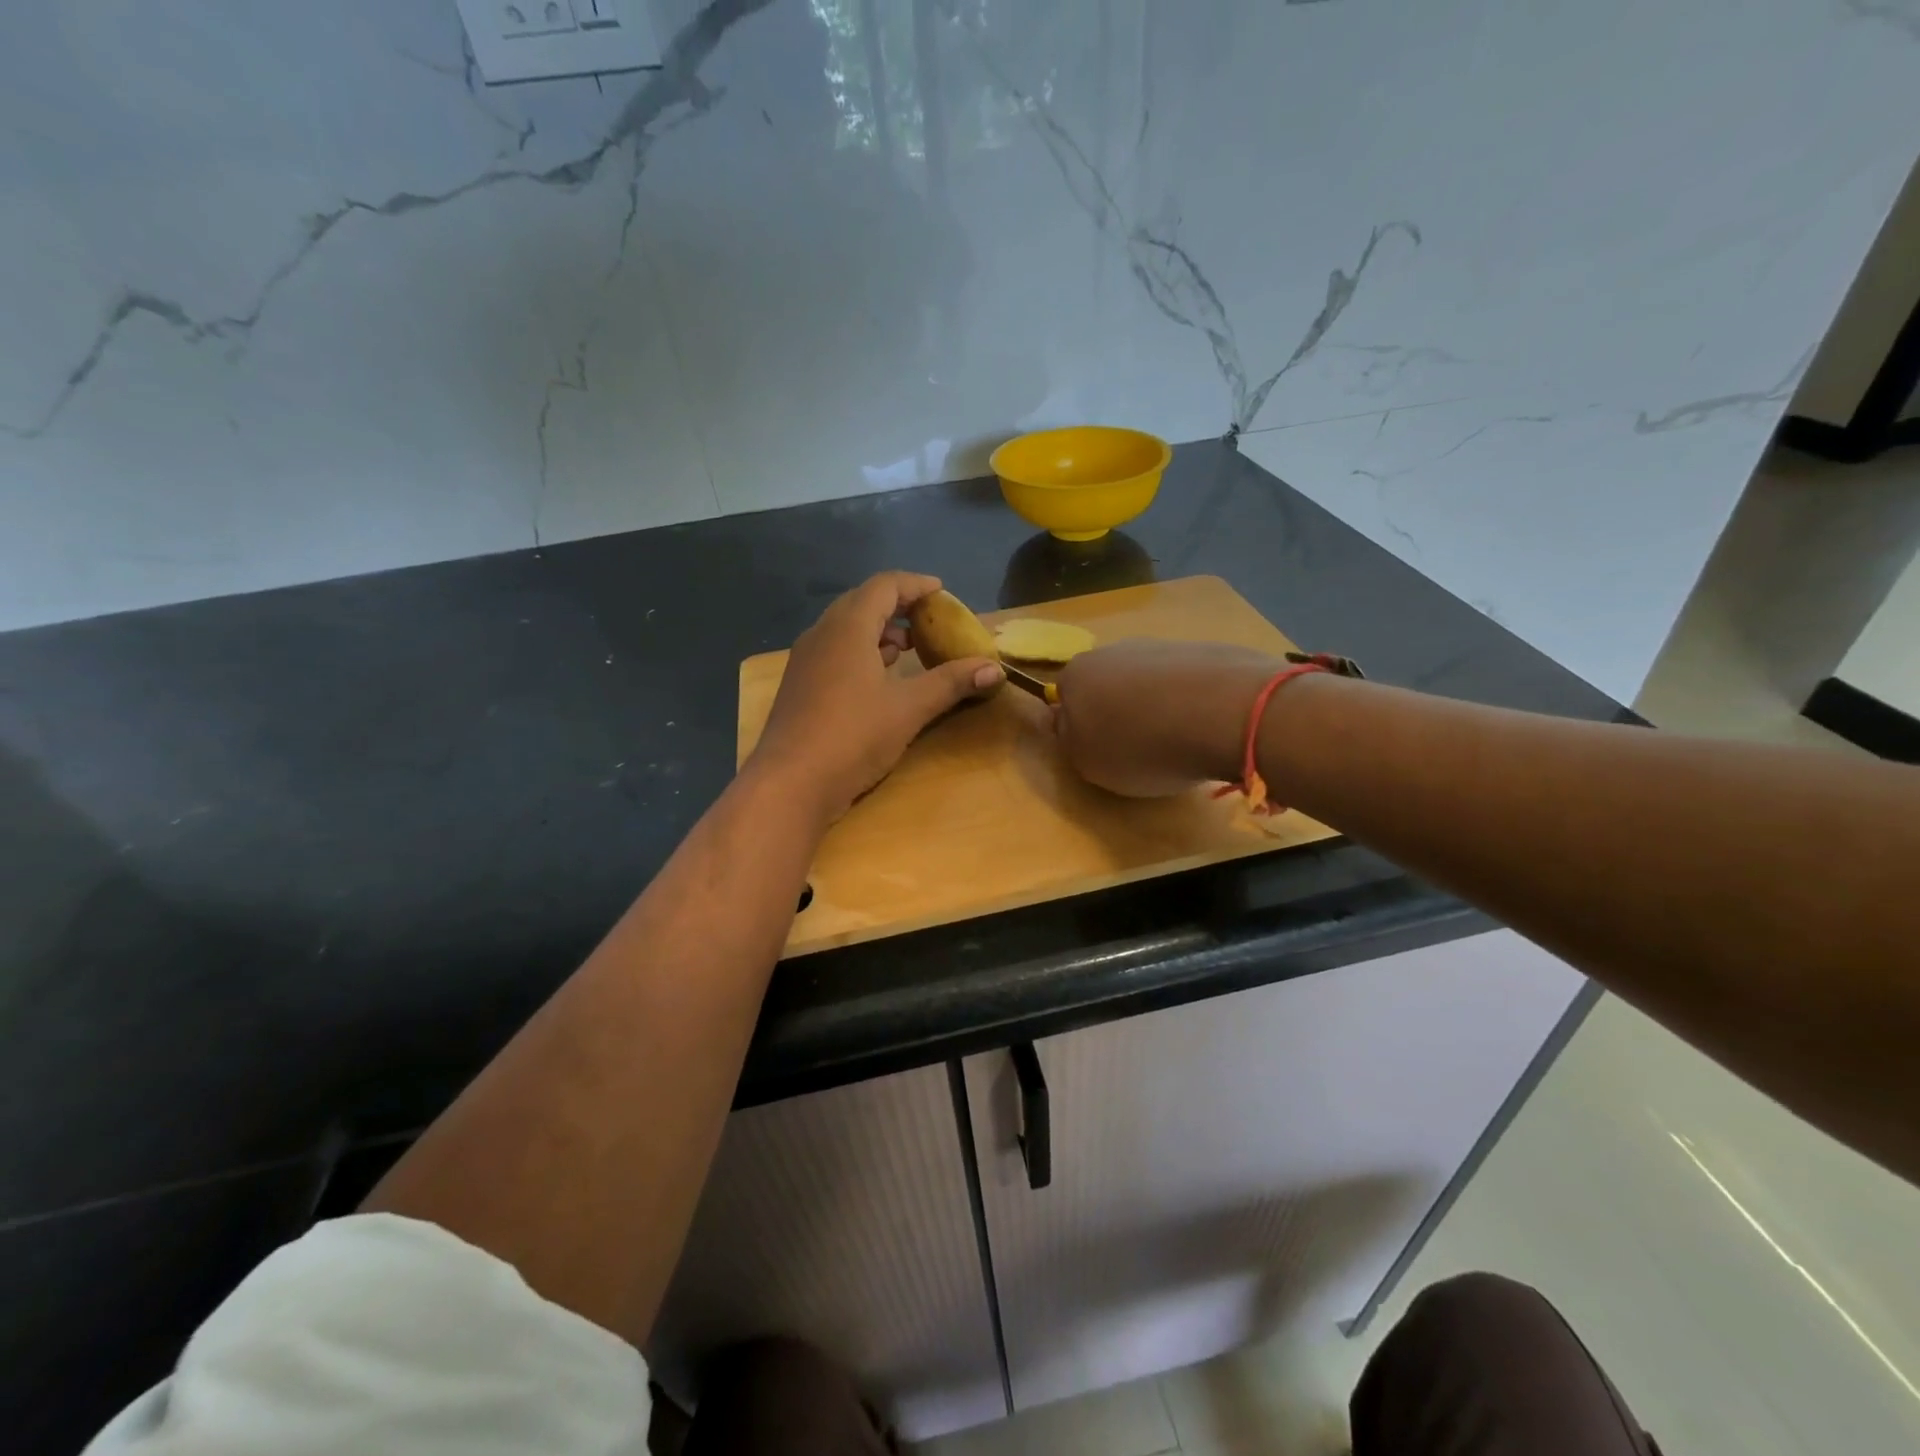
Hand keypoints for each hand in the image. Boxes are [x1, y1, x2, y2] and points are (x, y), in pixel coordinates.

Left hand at [749, 572, 1003, 819]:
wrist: (789, 783)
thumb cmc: (852, 736)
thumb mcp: (909, 708)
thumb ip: (951, 683)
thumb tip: (995, 668)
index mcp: (848, 628)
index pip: (884, 586)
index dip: (915, 585)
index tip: (941, 591)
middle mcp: (822, 634)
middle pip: (862, 602)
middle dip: (897, 606)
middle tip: (928, 619)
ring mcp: (805, 660)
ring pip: (845, 628)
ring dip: (878, 630)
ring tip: (908, 647)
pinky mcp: (799, 685)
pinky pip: (834, 651)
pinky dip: (861, 651)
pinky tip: (879, 677)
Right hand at [1052, 640, 1279, 795]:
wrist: (1222, 712)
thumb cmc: (1141, 745)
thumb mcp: (1088, 763)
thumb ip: (1070, 741)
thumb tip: (1069, 723)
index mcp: (1076, 674)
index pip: (1065, 699)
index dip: (1081, 727)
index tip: (1101, 752)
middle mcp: (1112, 650)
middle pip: (1107, 685)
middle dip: (1118, 712)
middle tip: (1138, 749)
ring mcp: (1160, 646)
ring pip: (1146, 682)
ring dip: (1155, 707)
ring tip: (1178, 741)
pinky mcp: (1203, 650)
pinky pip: (1184, 682)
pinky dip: (1189, 702)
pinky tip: (1205, 726)